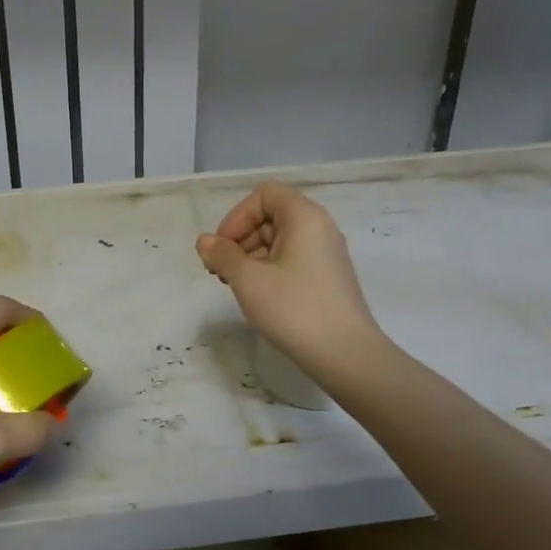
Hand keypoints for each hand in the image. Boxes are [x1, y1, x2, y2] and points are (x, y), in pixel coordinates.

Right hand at [196, 183, 382, 372]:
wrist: (346, 354)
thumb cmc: (294, 308)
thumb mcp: (248, 279)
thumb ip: (222, 255)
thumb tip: (205, 241)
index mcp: (304, 217)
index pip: (265, 195)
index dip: (237, 216)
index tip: (223, 248)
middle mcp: (320, 228)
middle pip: (271, 216)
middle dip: (241, 238)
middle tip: (221, 271)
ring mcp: (327, 254)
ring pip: (280, 240)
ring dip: (252, 256)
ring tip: (236, 286)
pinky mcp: (329, 278)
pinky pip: (293, 260)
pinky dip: (270, 269)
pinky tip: (259, 296)